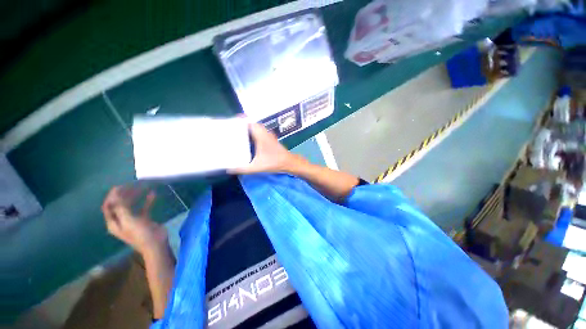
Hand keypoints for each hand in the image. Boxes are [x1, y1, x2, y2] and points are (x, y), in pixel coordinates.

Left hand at [101, 186, 167, 255]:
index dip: (112, 196)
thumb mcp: (128, 221)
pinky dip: (147, 201)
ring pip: (131, 205)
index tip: (120, 186)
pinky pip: (143, 208)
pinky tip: (153, 194)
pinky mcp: (144, 220)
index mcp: (114, 222)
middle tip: (133, 184)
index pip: (108, 206)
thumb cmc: (140, 233)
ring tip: (142, 187)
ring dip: (135, 196)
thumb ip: (121, 208)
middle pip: (120, 204)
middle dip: (124, 194)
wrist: (155, 244)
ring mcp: (132, 220)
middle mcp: (121, 220)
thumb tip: (116, 194)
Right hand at [229, 123, 303, 174]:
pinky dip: (253, 133)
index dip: (239, 120)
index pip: (249, 122)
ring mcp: (268, 135)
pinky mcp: (270, 139)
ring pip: (256, 128)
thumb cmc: (274, 162)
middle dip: (241, 125)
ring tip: (236, 133)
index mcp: (260, 135)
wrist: (288, 162)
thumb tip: (228, 169)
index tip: (230, 122)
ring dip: (247, 129)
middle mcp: (264, 132)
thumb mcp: (256, 167)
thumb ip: (242, 168)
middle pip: (251, 124)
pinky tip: (247, 140)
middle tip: (230, 129)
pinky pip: (259, 132)